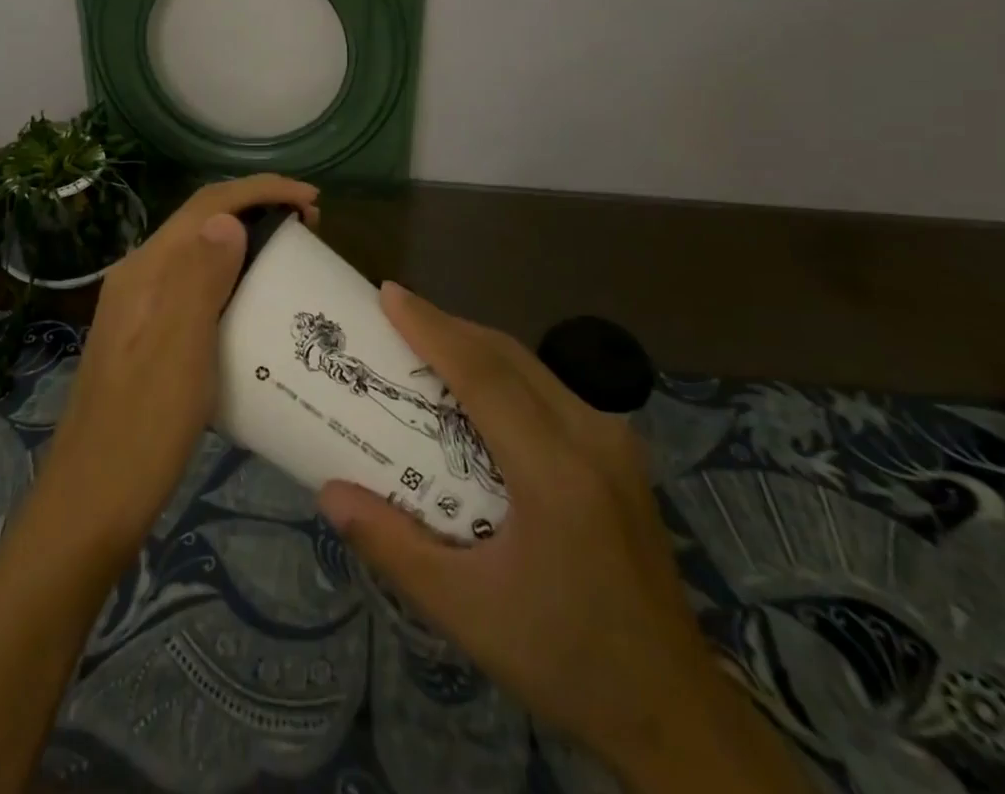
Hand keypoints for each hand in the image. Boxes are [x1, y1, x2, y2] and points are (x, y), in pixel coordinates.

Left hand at [36, 174, 319, 561]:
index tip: (312, 200)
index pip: (206, 205)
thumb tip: (229, 219)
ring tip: (291, 258)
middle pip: (202, 223)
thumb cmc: (141, 430)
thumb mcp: (178, 351)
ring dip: (246, 243)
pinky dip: (232, 279)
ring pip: (199, 255)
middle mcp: (139, 278)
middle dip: (257, 211)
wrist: (89, 506)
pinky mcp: (147, 338)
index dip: (260, 190)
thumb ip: (199, 279)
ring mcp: (140, 309)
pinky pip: (196, 288)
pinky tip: (255, 306)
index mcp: (145, 271)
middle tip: (310, 229)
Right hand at [318, 284, 805, 793]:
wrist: (674, 710)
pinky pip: (551, 388)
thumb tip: (330, 492)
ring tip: (426, 344)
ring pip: (532, 365)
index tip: (388, 294)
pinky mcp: (621, 451)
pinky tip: (478, 392)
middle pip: (508, 356)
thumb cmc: (565, 659)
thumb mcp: (466, 612)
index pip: (483, 374)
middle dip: (448, 326)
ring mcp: (614, 439)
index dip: (432, 328)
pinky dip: (505, 372)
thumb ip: (392, 545)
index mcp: (556, 471)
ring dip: (476, 346)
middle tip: (395, 314)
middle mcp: (591, 436)